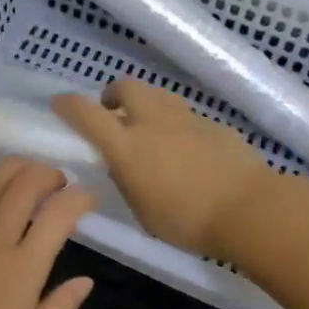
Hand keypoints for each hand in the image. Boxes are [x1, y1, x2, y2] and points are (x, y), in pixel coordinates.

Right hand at [52, 79, 272, 258]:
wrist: (249, 209)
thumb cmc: (188, 221)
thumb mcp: (143, 212)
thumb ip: (128, 183)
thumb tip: (124, 167)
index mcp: (127, 146)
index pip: (87, 114)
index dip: (68, 104)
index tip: (59, 103)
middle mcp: (153, 123)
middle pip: (126, 88)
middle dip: (113, 94)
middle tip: (113, 112)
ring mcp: (186, 119)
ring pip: (158, 94)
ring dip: (145, 103)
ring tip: (149, 126)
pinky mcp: (213, 125)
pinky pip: (186, 115)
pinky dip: (176, 123)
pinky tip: (187, 148)